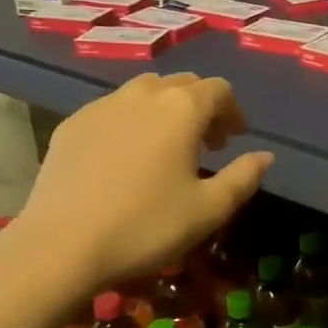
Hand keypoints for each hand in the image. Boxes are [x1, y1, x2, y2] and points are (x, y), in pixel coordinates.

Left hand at [16, 73, 273, 290]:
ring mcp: (103, 105)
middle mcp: (144, 94)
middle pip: (182, 84)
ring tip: (166, 146)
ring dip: (165, 110)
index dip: (232, 111)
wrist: (62, 243)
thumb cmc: (146, 226)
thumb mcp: (208, 210)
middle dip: (201, 107)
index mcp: (182, 108)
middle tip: (206, 143)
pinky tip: (124, 157)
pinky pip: (112, 109)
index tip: (234, 139)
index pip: (218, 90)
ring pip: (145, 91)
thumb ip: (243, 177)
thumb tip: (265, 156)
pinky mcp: (73, 123)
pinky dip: (130, 121)